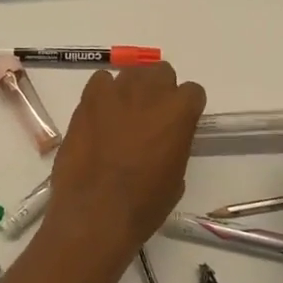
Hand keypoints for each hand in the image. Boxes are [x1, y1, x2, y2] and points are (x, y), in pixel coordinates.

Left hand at [43, 63, 205, 268]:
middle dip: (159, 90)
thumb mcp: (175, 177)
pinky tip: (99, 115)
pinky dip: (102, 93)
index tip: (179, 123)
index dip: (186, 108)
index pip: (193, 92)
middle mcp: (151, 92)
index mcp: (179, 112)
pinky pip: (101, 81)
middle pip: (162, 72)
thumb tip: (164, 140)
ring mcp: (117, 91)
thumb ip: (175, 145)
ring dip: (132, 90)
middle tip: (151, 115)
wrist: (96, 211)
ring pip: (131, 73)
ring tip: (122, 115)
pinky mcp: (89, 98)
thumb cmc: (143, 204)